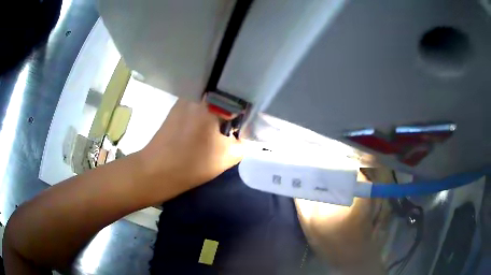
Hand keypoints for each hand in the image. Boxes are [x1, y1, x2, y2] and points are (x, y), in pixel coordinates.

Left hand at [140, 99, 243, 189]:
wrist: (156, 171)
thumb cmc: (192, 163)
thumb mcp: (227, 157)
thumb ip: (242, 143)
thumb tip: (241, 135)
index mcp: (213, 102)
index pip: (239, 100)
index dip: (246, 113)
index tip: (246, 125)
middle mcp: (199, 94)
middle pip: (223, 97)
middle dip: (231, 111)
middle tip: (234, 128)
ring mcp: (184, 100)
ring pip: (209, 102)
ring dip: (216, 113)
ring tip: (218, 130)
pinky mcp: (175, 108)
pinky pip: (197, 106)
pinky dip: (203, 115)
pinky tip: (202, 130)